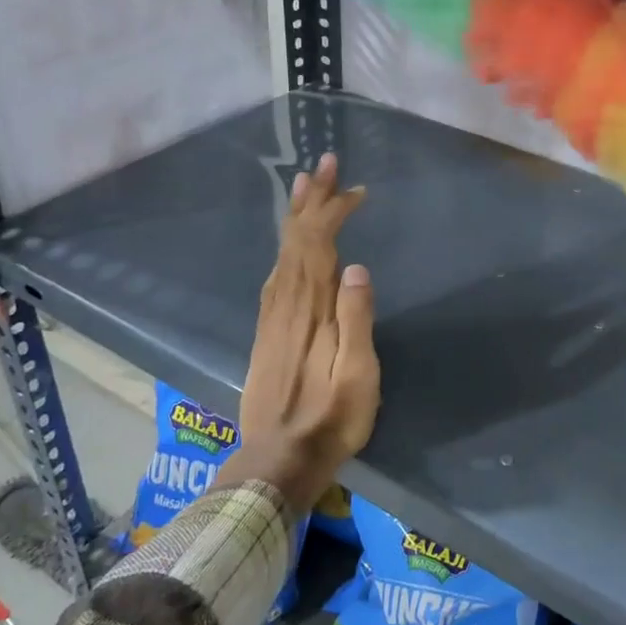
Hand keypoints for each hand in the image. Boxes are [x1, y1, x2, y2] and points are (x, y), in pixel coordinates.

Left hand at [216, 155, 379, 510]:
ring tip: (303, 185)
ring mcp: (272, 317)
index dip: (334, 211)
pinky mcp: (266, 331)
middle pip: (296, 239)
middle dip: (311, 199)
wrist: (276, 461)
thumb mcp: (358, 378)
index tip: (356, 190)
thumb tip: (356, 267)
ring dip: (295, 216)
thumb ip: (357, 321)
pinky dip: (286, 246)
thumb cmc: (329, 421)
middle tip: (324, 163)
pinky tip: (291, 243)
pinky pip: (275, 273)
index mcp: (312, 310)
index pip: (319, 244)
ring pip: (283, 253)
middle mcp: (286, 304)